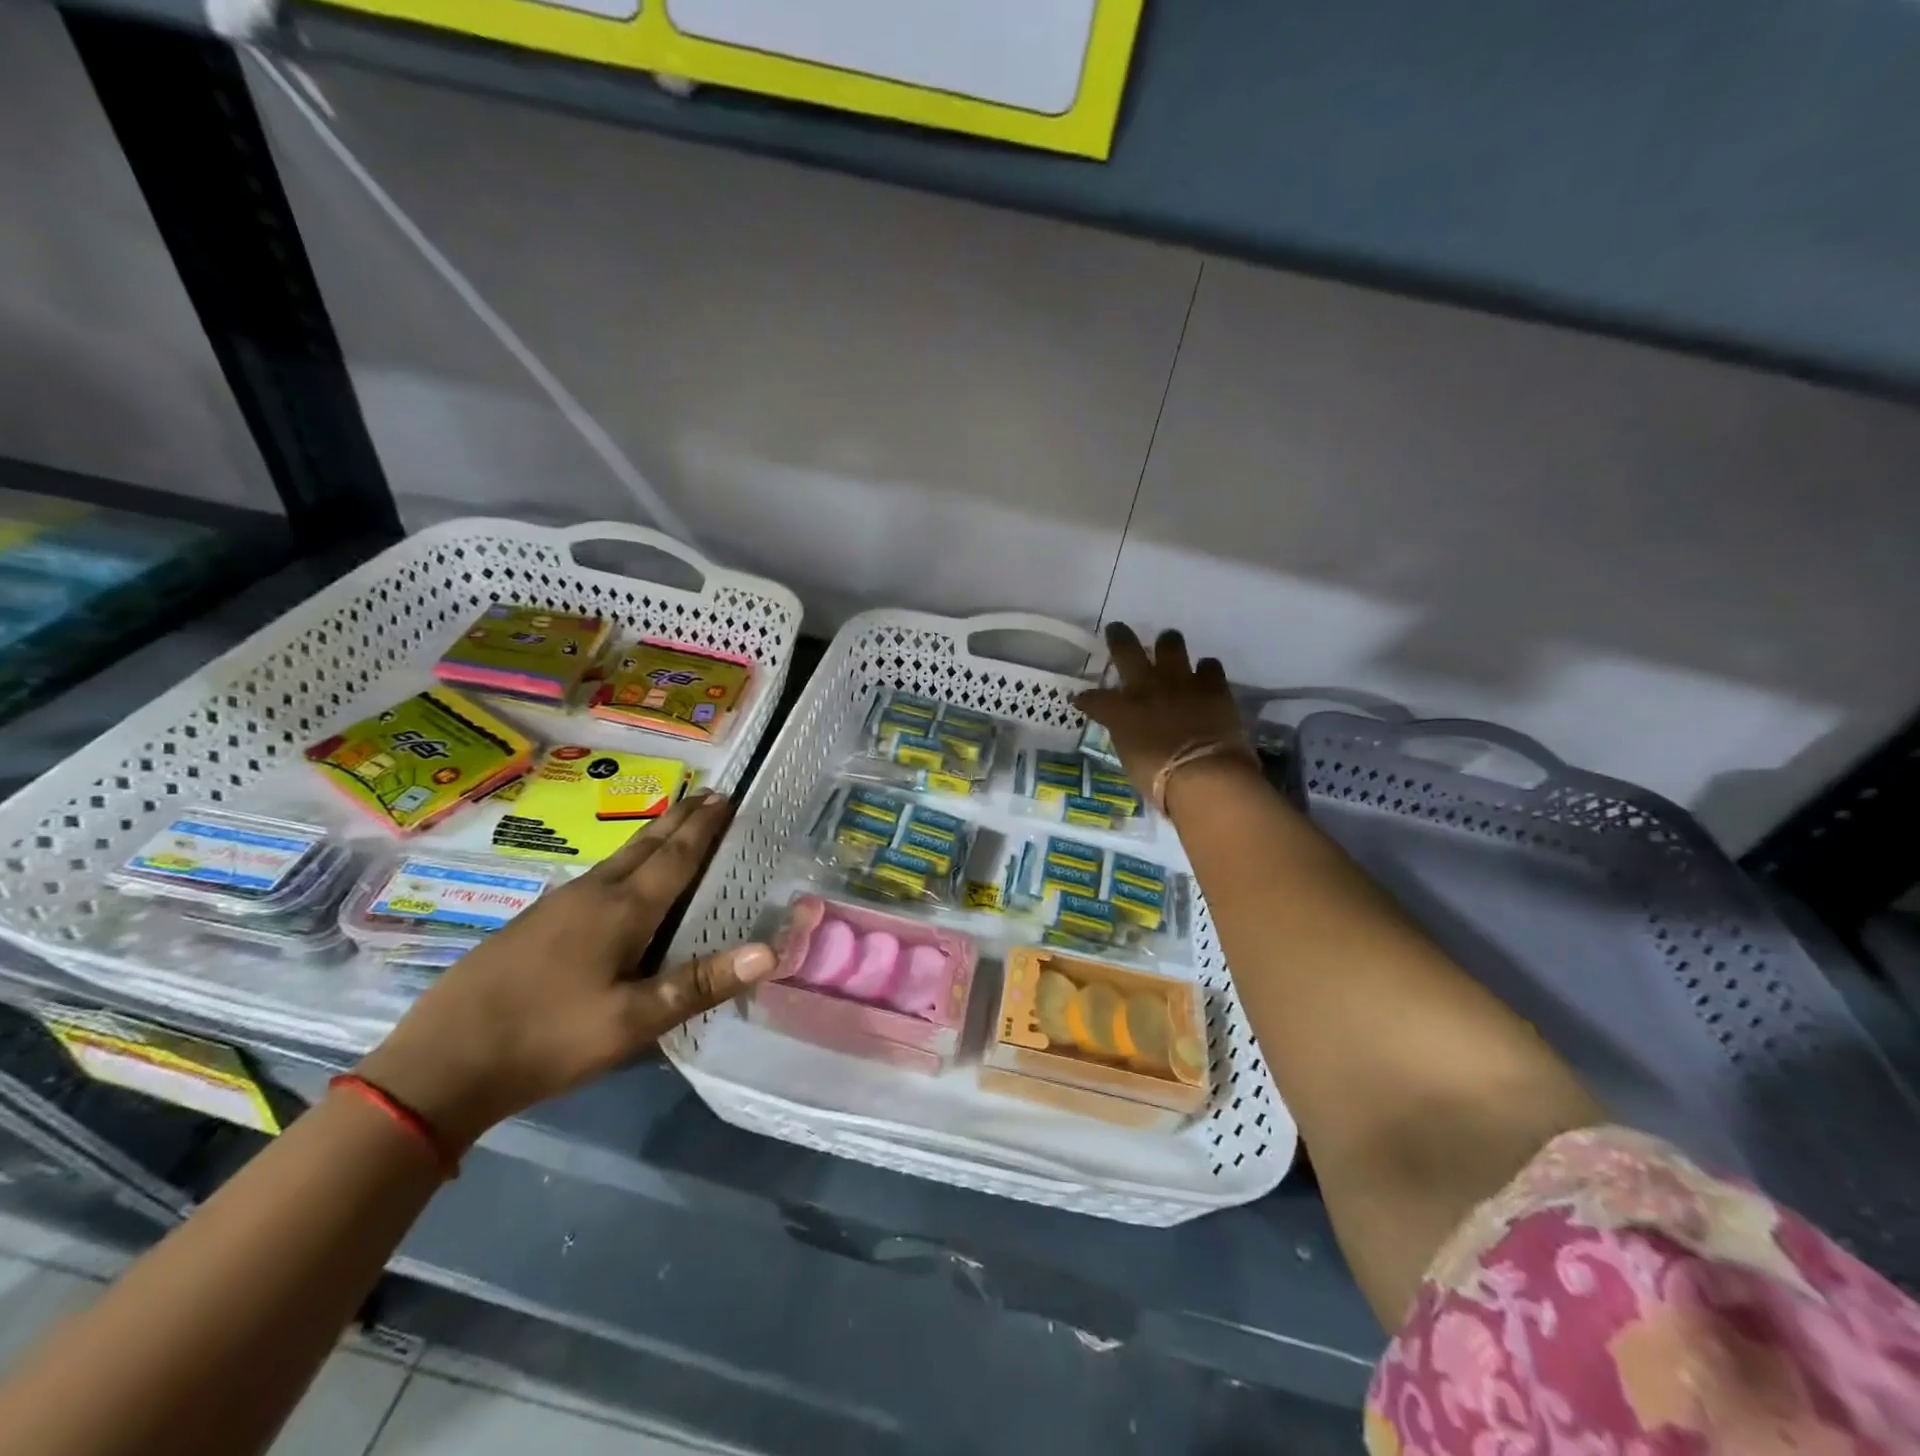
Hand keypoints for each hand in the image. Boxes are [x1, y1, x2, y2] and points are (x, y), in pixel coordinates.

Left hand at [356, 791, 773, 1149]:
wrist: (439, 1065)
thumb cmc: (548, 1040)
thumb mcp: (632, 1022)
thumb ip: (699, 984)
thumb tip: (770, 951)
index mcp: (622, 911)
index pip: (675, 858)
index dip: (704, 828)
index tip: (726, 797)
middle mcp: (593, 895)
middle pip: (645, 845)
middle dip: (681, 819)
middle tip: (709, 794)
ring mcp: (557, 906)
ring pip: (617, 858)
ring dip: (651, 836)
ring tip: (672, 824)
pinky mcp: (533, 923)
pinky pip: (595, 877)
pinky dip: (623, 861)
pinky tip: (615, 879)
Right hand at [1075, 622, 1253, 804]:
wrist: (1204, 775)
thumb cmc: (1160, 780)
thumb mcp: (1132, 759)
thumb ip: (1129, 738)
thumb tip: (1132, 732)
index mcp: (1121, 711)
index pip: (1095, 700)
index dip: (1086, 699)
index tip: (1081, 699)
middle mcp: (1147, 688)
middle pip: (1127, 651)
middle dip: (1119, 638)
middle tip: (1117, 629)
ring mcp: (1181, 682)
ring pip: (1171, 645)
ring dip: (1167, 643)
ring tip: (1168, 642)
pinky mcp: (1213, 686)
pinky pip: (1209, 665)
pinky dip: (1205, 669)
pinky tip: (1205, 674)